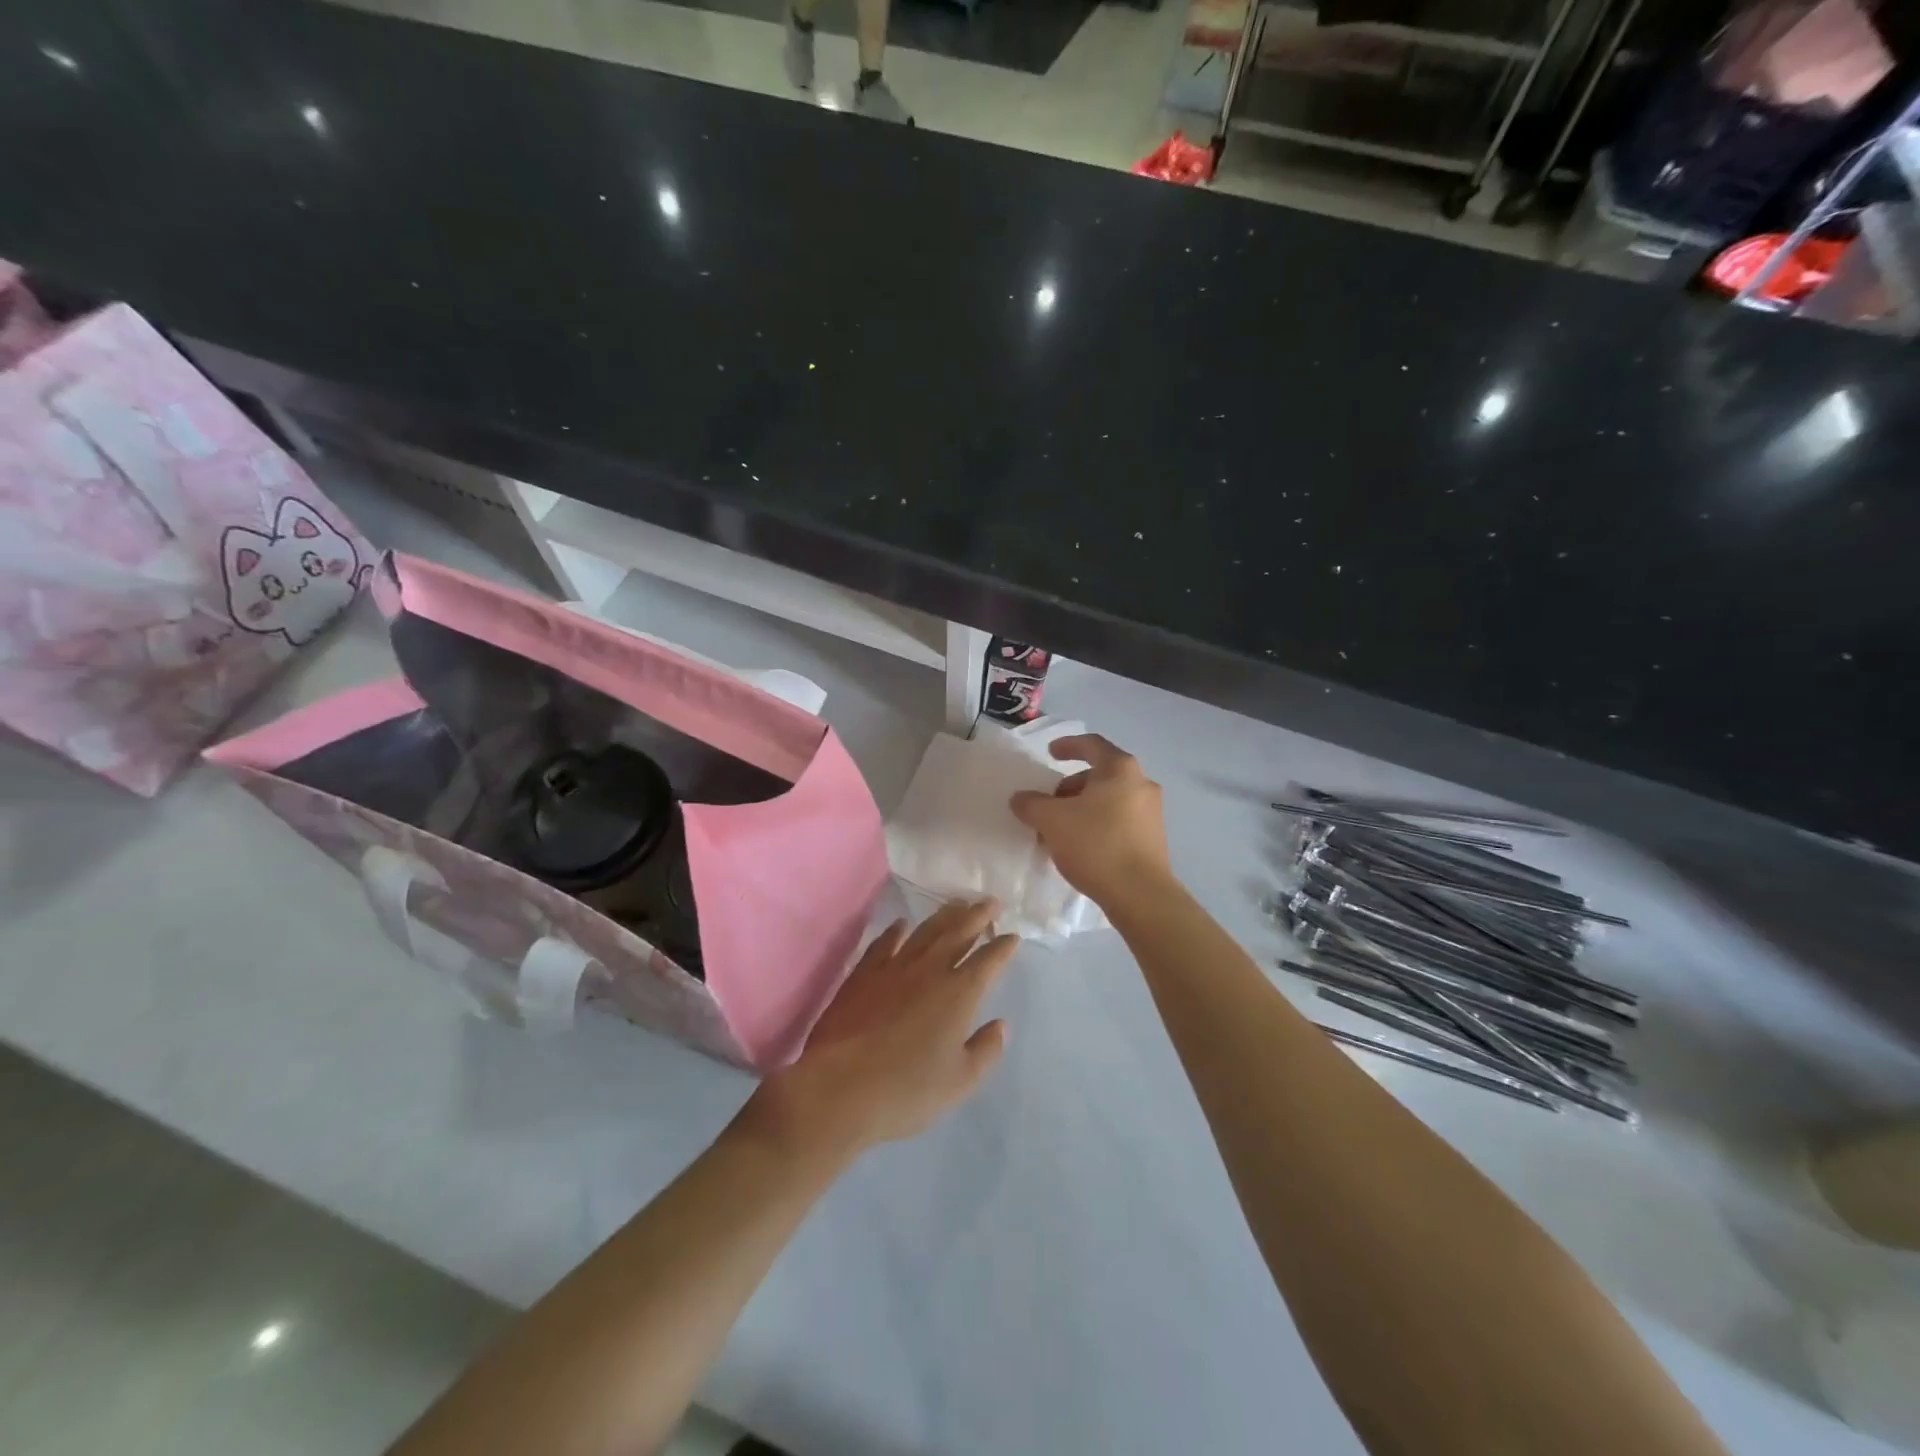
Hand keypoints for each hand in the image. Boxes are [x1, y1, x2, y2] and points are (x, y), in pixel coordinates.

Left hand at [749, 900, 1016, 1159]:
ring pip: (924, 932)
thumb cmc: (907, 1090)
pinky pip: (884, 943)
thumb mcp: (960, 1082)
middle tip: (991, 902)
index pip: (988, 961)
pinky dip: (896, 931)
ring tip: (957, 903)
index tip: (1013, 937)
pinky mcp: (863, 974)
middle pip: (958, 933)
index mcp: (959, 994)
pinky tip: (902, 925)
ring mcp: (893, 968)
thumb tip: (1000, 1025)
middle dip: (978, 916)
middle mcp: (929, 971)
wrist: (839, 1088)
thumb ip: (985, 1051)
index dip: (1003, 947)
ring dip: (944, 915)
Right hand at [1009, 734, 1170, 907]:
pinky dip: (1096, 824)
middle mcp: (1141, 784)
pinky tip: (1078, 847)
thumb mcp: (1052, 821)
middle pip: (1099, 775)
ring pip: (1108, 800)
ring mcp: (1151, 812)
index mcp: (1120, 769)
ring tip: (1058, 830)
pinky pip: (1118, 820)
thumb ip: (1031, 804)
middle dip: (1069, 787)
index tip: (1050, 753)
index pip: (1092, 744)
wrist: (1140, 895)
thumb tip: (1020, 798)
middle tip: (1047, 804)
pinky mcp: (1152, 838)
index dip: (1068, 745)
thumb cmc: (1096, 845)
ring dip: (1081, 809)